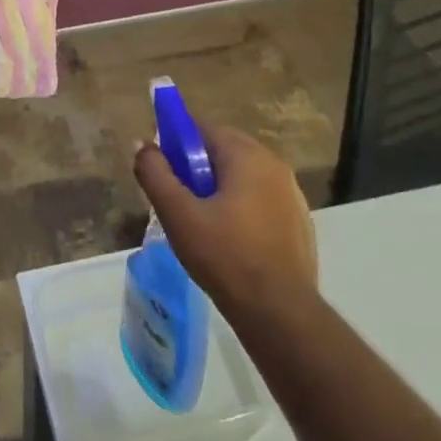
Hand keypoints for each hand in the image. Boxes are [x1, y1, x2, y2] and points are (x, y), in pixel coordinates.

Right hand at [133, 124, 318, 320]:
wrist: (280, 312)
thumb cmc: (225, 256)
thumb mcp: (178, 214)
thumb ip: (155, 174)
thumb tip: (142, 145)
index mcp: (246, 155)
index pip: (203, 129)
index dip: (175, 143)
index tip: (161, 168)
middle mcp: (274, 165)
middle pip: (223, 151)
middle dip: (196, 167)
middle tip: (177, 199)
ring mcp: (292, 194)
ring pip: (242, 177)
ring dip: (218, 188)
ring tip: (200, 222)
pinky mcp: (299, 221)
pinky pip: (260, 199)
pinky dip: (240, 208)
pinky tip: (229, 240)